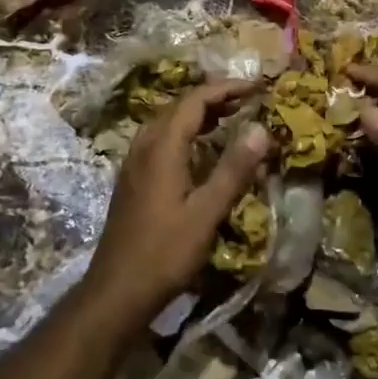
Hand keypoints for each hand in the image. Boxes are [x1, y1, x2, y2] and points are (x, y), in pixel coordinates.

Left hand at [87, 79, 270, 311]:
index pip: (195, 101)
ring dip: (198, 115)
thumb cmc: (164, 253)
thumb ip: (233, 170)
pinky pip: (160, 141)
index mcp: (161, 148)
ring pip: (167, 124)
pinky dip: (185, 134)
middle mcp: (144, 148)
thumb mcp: (206, 213)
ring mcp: (134, 165)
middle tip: (247, 101)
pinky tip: (200, 152)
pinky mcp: (133, 181)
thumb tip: (261, 129)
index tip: (257, 87)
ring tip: (229, 119)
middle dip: (213, 98)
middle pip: (178, 107)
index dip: (227, 89)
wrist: (117, 291)